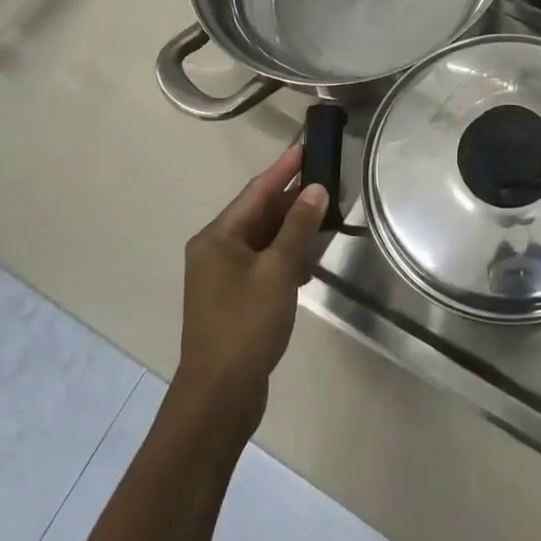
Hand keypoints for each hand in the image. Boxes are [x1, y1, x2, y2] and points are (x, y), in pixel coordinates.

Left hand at [175, 146, 327, 426]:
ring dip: (291, 229)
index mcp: (217, 238)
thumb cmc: (246, 325)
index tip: (305, 146)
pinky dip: (284, 258)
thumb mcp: (277, 271)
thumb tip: (315, 190)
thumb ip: (297, 228)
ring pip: (262, 240)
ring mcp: (222, 277)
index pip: (256, 192)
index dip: (283, 169)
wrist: (219, 395)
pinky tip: (309, 263)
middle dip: (291, 199)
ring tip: (324, 214)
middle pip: (258, 214)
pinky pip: (262, 264)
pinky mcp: (234, 299)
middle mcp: (215, 250)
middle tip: (325, 179)